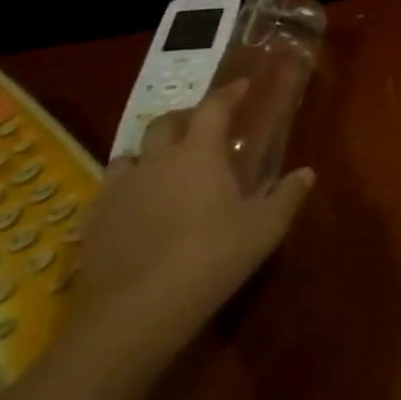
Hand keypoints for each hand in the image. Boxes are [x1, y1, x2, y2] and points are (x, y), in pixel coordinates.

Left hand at [66, 81, 313, 369]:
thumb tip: (307, 173)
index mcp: (198, 153)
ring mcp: (119, 190)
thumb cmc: (210, 259)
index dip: (229, 94)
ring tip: (163, 169)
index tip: (242, 87)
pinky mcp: (94, 222)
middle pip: (165, 124)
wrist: (135, 312)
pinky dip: (126, 190)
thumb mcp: (264, 230)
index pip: (213, 108)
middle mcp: (156, 160)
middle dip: (185, 118)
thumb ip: (286, 196)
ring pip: (130, 155)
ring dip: (149, 154)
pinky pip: (109, 192)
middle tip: (202, 128)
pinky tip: (135, 209)